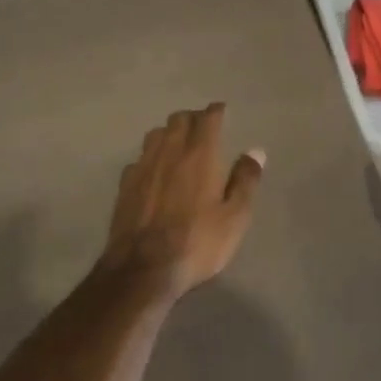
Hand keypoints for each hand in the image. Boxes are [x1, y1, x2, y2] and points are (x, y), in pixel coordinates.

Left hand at [100, 103, 265, 297]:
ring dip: (169, 132)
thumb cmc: (197, 242)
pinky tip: (155, 171)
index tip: (222, 111)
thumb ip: (245, 180)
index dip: (216, 111)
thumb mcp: (235, 217)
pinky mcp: (125, 185)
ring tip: (178, 144)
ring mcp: (143, 167)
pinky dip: (151, 156)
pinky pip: (139, 158)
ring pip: (155, 134)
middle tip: (203, 127)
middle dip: (193, 118)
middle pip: (178, 120)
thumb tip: (255, 151)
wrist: (143, 269)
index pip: (207, 118)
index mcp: (200, 154)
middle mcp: (169, 151)